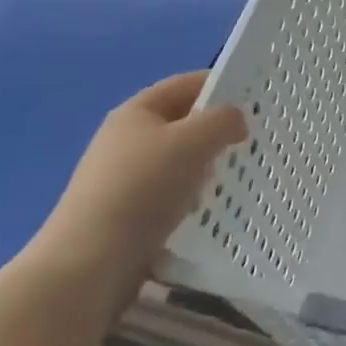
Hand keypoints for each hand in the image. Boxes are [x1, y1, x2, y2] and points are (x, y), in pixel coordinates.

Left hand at [34, 71, 246, 301]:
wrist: (91, 261)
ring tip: (237, 178)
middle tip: (253, 140)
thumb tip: (235, 121)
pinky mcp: (126, 213)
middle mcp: (126, 139)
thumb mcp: (193, 141)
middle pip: (181, 123)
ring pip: (177, 161)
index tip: (255, 99)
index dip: (220, 84)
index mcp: (136, 111)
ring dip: (205, 167)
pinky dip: (191, 197)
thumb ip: (223, 120)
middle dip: (216, 129)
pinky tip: (207, 210)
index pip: (185, 84)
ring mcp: (123, 178)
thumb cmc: (143, 187)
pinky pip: (169, 194)